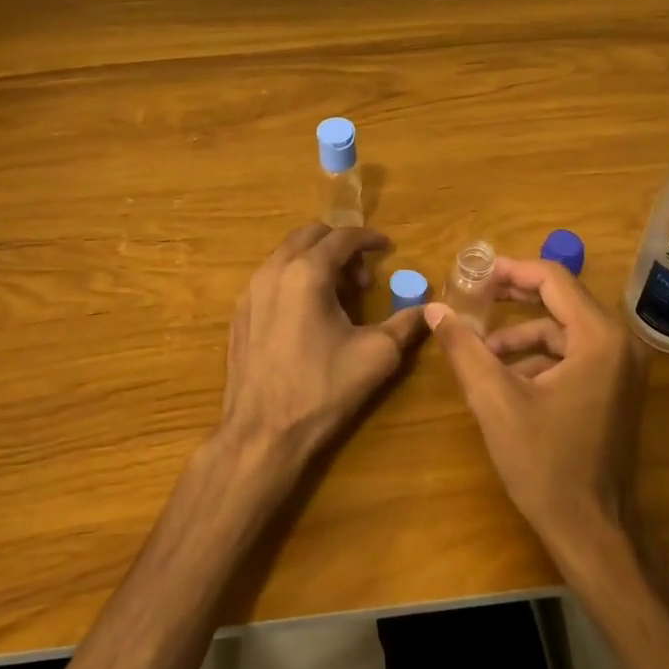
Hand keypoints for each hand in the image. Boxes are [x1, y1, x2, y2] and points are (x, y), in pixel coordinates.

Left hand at [218, 223, 428, 468]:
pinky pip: (270, 279)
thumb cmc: (323, 390)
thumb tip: (428, 308)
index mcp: (307, 273)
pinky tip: (308, 315)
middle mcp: (273, 271)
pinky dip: (293, 279)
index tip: (387, 248)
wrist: (262, 433)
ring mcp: (250, 292)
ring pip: (286, 255)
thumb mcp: (377, 355)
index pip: (342, 236)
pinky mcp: (239, 314)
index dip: (369, 238)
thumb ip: (406, 323)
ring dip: (315, 262)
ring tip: (338, 295)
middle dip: (340, 246)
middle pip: (309, 236)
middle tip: (363, 276)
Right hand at [425, 257, 649, 556]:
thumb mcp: (495, 401)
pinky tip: (508, 380)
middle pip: (562, 299)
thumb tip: (435, 309)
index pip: (554, 279)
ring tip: (482, 353)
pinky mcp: (616, 389)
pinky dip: (540, 358)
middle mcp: (621, 344)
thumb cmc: (545, 464)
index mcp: (600, 338)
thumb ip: (465, 348)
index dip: (510, 270)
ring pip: (565, 330)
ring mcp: (623, 368)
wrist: (592, 531)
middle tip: (472, 298)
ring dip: (523, 335)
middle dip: (514, 298)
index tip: (472, 276)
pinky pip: (574, 355)